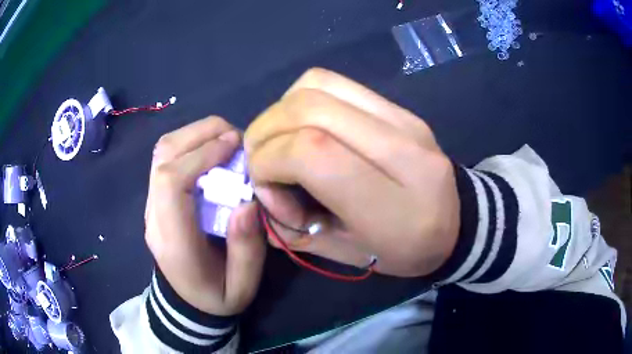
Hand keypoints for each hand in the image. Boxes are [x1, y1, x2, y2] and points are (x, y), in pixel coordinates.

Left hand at [145, 117, 265, 315]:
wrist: (186, 303)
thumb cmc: (215, 298)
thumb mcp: (242, 287)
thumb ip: (247, 248)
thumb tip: (248, 200)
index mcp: (173, 241)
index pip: (171, 181)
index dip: (201, 154)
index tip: (234, 144)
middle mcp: (154, 215)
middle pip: (163, 155)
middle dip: (200, 134)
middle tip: (236, 136)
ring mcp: (151, 204)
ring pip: (162, 151)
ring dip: (195, 135)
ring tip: (226, 139)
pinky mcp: (156, 198)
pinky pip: (166, 158)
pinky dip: (190, 145)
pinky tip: (212, 151)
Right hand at [245, 68, 458, 276]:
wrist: (458, 223)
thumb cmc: (406, 250)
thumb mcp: (350, 256)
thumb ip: (298, 230)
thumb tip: (260, 192)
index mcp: (395, 207)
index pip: (313, 152)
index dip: (270, 161)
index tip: (266, 186)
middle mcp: (404, 151)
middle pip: (310, 109)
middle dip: (266, 132)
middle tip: (262, 161)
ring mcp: (405, 120)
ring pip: (319, 85)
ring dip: (281, 110)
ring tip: (278, 141)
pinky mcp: (401, 108)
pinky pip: (337, 83)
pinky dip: (303, 99)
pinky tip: (303, 125)